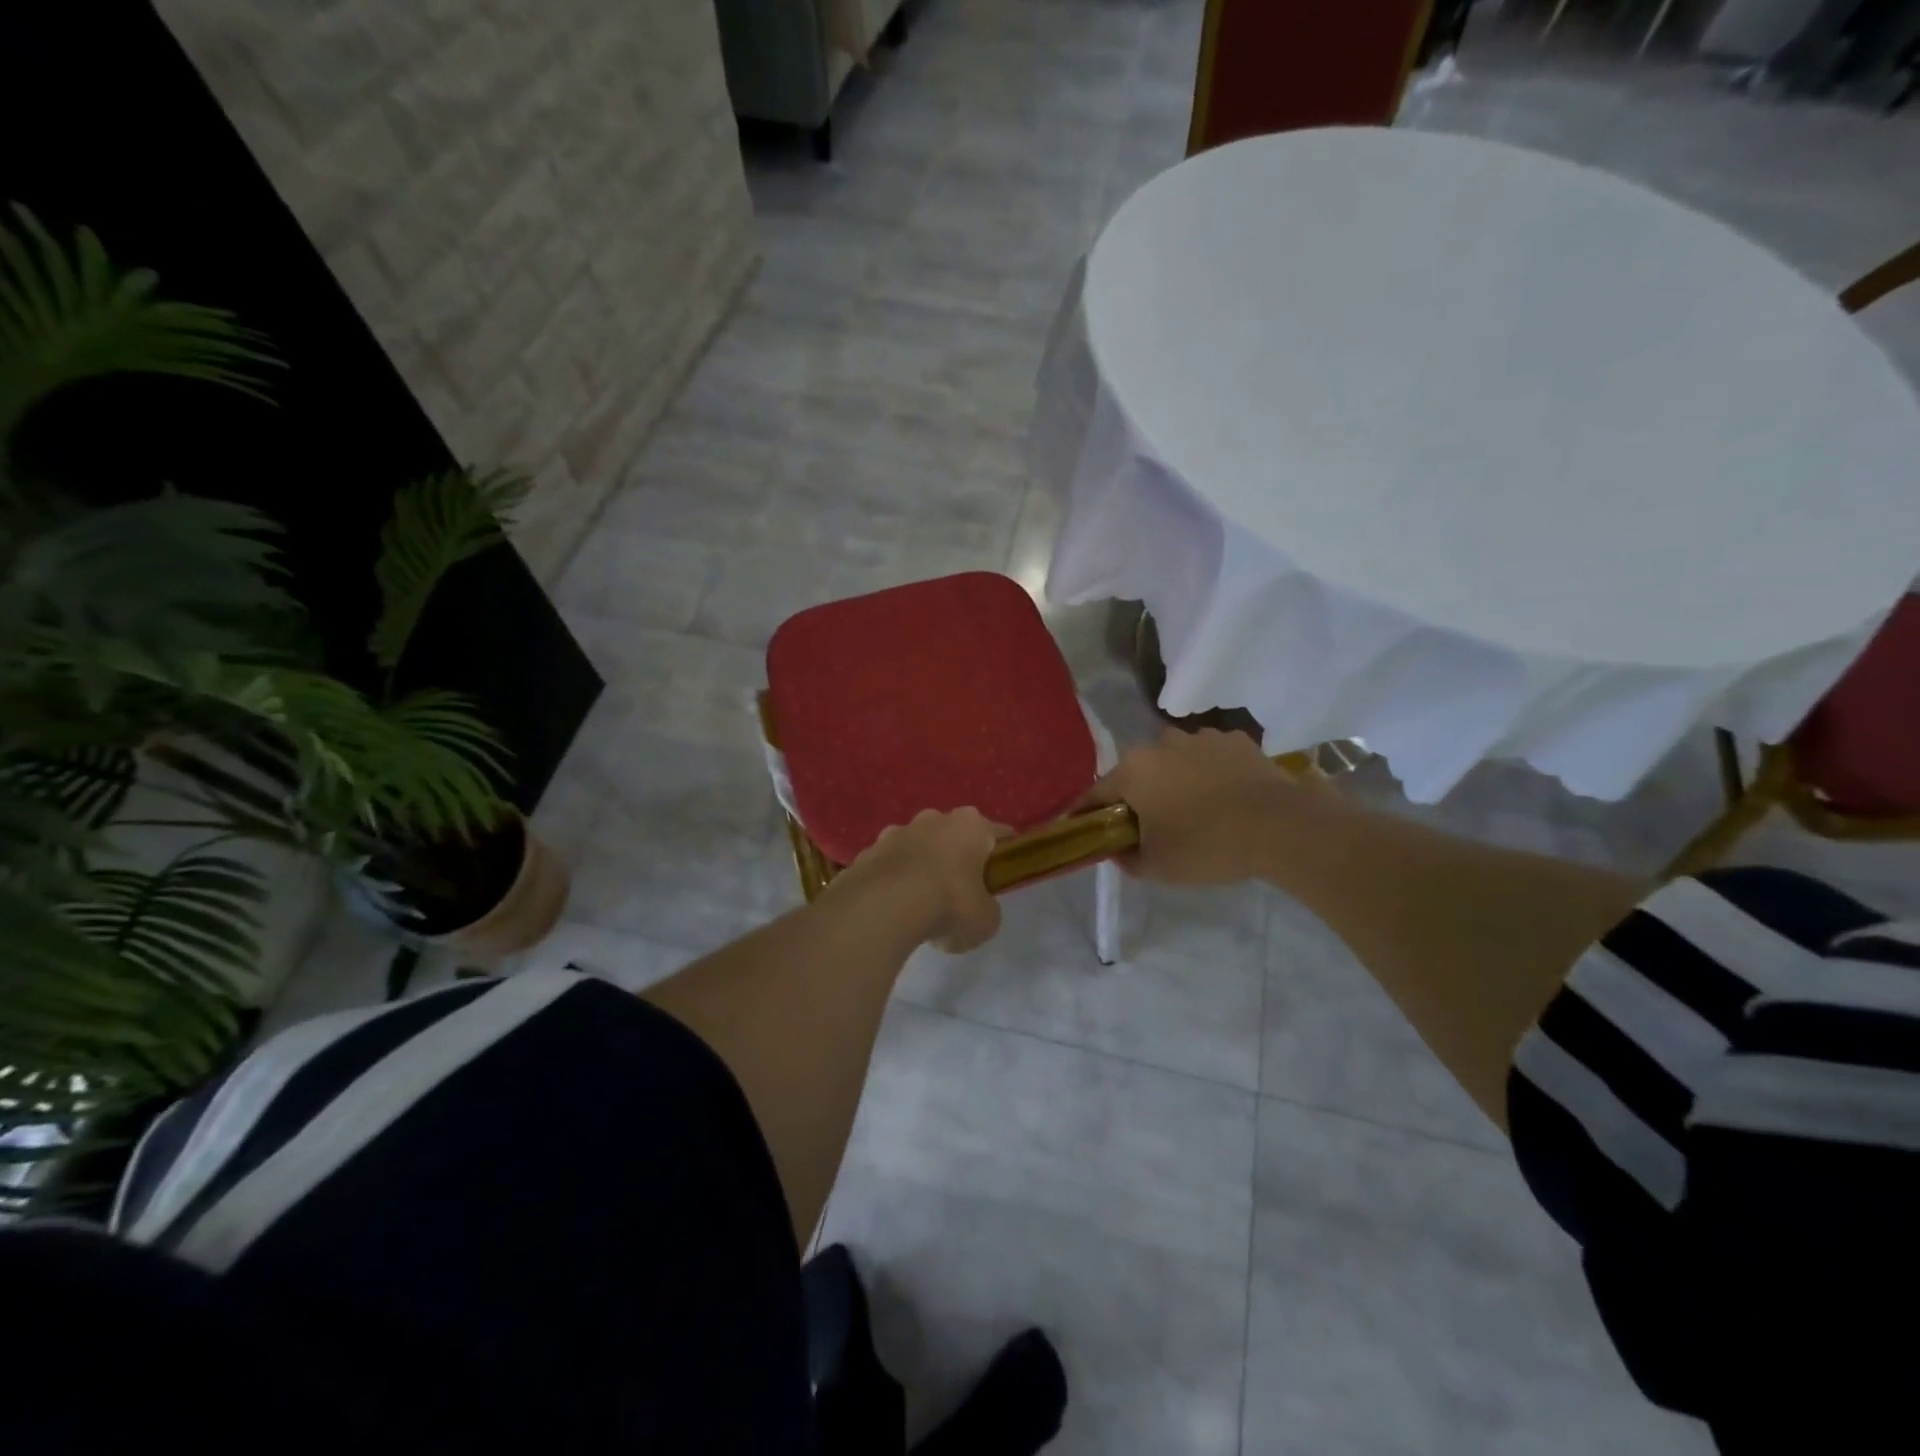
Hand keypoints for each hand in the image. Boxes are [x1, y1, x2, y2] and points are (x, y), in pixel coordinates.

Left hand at [829, 807, 1003, 953]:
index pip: (998, 833)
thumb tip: (978, 908)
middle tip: (960, 891)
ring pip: (917, 846)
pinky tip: (893, 907)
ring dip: (922, 866)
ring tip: (921, 903)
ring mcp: (896, 831)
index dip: (1003, 855)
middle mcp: (934, 819)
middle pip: (953, 835)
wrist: (882, 907)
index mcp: (971, 825)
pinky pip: (889, 864)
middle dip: (956, 857)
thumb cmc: (948, 905)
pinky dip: (893, 880)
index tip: (1002, 875)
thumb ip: (987, 908)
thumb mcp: (985, 920)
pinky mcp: (867, 850)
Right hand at [1078, 728, 1344, 886]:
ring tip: (1193, 810)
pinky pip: (1210, 758)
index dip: (1086, 813)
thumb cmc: (1207, 846)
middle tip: (1147, 824)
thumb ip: (1127, 859)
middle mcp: (1161, 743)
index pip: (1096, 793)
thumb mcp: (1157, 867)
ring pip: (1174, 761)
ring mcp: (1201, 737)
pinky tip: (1224, 797)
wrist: (1281, 827)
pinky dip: (1210, 774)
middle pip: (1137, 773)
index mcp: (1133, 770)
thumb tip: (1118, 851)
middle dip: (1137, 795)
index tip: (1082, 826)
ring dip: (1175, 781)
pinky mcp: (1236, 740)